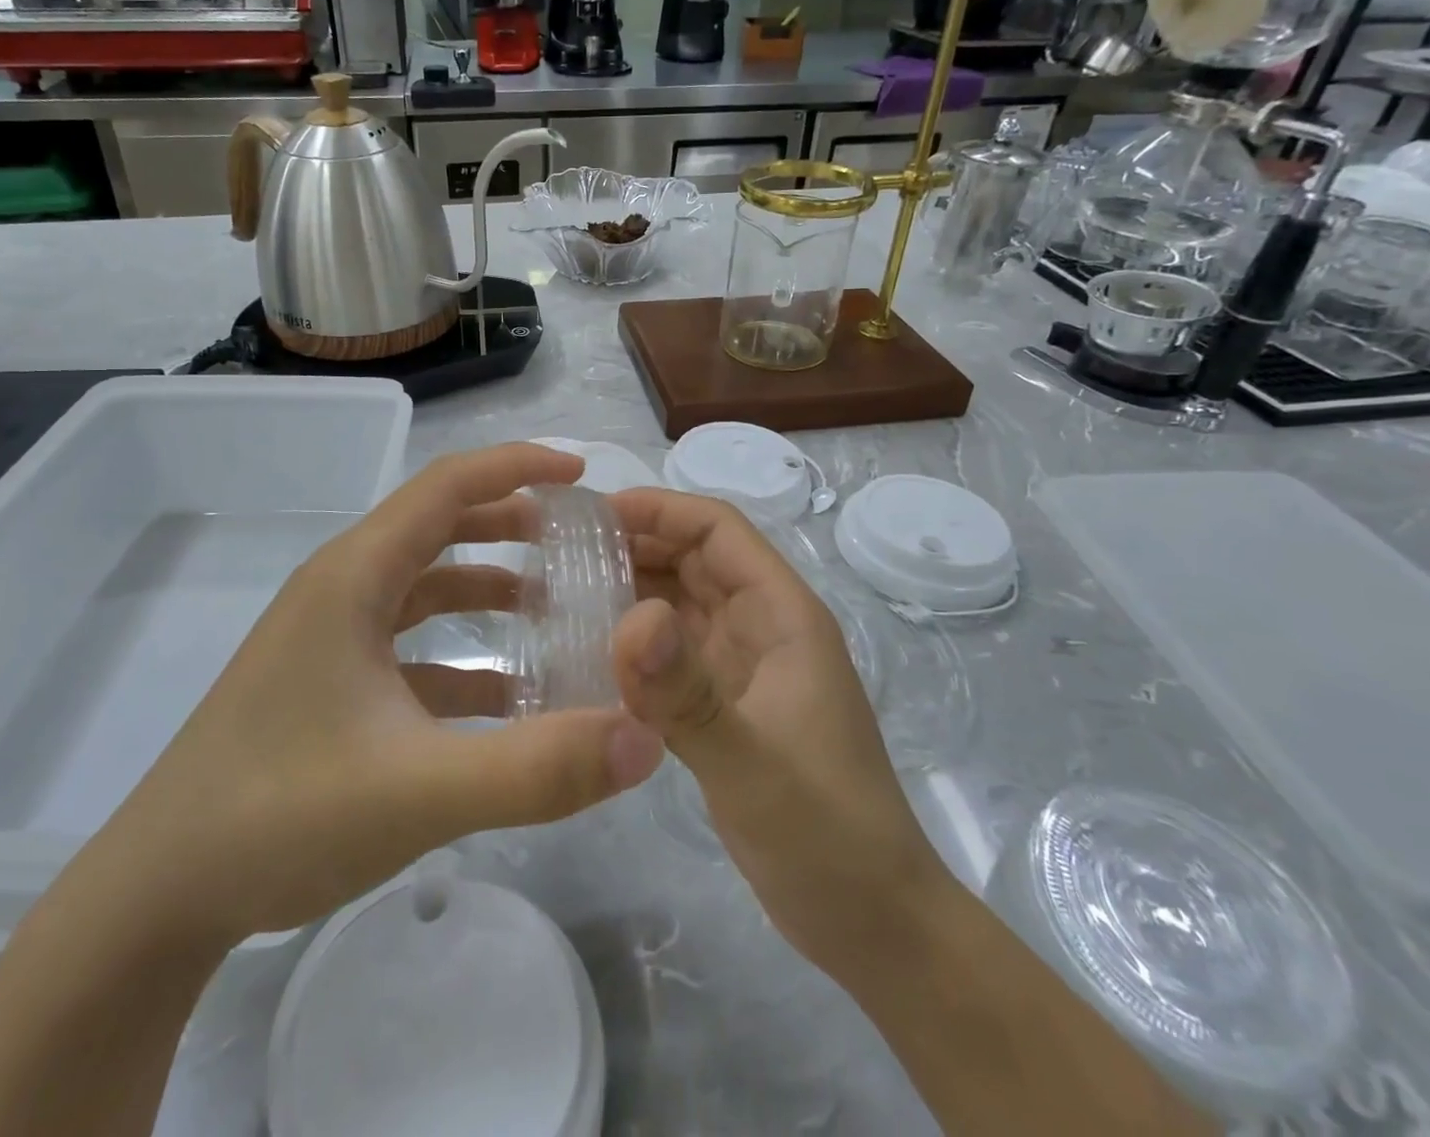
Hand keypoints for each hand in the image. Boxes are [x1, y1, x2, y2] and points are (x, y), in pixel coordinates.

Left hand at [96, 444, 665, 952]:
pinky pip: (408, 645)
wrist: (158, 896)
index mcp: (355, 577)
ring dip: (486, 585)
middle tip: (577, 537)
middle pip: (437, 527)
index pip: (446, 486)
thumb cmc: (279, 815)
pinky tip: (504, 696)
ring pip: (423, 586)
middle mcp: (341, 590)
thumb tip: (644, 737)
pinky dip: (460, 652)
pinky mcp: (327, 683)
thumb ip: (537, 767)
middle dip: (509, 521)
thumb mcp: (420, 791)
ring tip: (551, 605)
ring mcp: (330, 638)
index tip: (581, 472)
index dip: (516, 466)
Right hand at [607, 488, 943, 960]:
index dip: (660, 509)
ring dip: (631, 589)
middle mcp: (762, 627)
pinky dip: (636, 641)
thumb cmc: (824, 831)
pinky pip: (673, 652)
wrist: (869, 919)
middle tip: (561, 551)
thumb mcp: (751, 761)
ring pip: (681, 603)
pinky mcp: (724, 705)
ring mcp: (743, 667)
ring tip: (563, 590)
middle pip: (695, 559)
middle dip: (635, 544)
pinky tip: (590, 650)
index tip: (593, 513)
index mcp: (782, 615)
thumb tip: (629, 618)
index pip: (719, 530)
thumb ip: (687, 693)